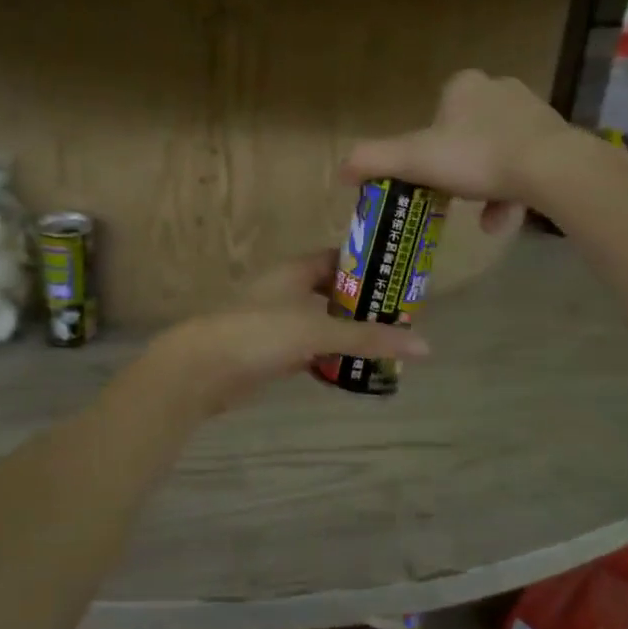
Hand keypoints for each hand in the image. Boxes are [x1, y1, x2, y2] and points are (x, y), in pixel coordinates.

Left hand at [147, 250, 430, 417]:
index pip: (339, 258)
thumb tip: (425, 346)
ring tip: (385, 346)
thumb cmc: (259, 333)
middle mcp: (285, 290)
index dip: (368, 266)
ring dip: (346, 334)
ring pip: (320, 323)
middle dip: (362, 305)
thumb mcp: (317, 330)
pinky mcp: (270, 352)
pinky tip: (351, 370)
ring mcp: (276, 322)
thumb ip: (368, 338)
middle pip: (332, 292)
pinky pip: (308, 350)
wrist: (202, 368)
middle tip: (399, 319)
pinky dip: (328, 357)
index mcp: (294, 271)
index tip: (399, 279)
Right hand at [341, 69, 593, 229]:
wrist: (552, 169)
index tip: (428, 175)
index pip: (435, 115)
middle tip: (452, 199)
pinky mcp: (557, 138)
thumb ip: (373, 161)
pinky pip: (524, 166)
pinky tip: (503, 220)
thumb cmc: (476, 157)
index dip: (426, 148)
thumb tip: (339, 171)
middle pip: (465, 136)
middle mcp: (499, 89)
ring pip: (495, 154)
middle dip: (457, 172)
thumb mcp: (414, 160)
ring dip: (483, 188)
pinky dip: (511, 193)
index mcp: (464, 86)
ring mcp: (532, 112)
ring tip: (482, 220)